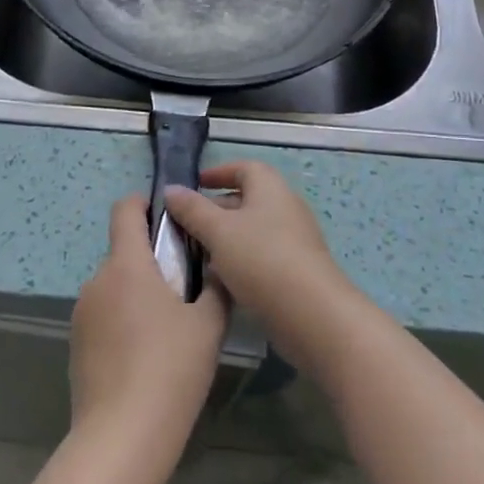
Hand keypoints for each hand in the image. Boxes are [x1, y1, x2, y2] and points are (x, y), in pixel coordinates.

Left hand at [69, 196, 229, 467]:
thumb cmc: (170, 370)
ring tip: (168, 331)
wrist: (122, 437)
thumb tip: (215, 268)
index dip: (144, 204)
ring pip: (114, 287)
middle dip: (151, 261)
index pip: (125, 209)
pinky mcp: (76, 345)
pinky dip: (123, 322)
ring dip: (137, 294)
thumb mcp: (208, 325)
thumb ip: (214, 287)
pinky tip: (145, 358)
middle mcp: (98, 280)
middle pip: (124, 252)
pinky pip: (104, 317)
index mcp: (127, 264)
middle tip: (184, 290)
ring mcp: (82, 313)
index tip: (168, 218)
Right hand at [163, 161, 359, 367]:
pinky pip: (262, 256)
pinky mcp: (297, 271)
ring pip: (253, 231)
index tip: (195, 184)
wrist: (312, 315)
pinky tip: (221, 280)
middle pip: (248, 199)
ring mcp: (294, 241)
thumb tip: (171, 189)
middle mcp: (285, 208)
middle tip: (187, 223)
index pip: (244, 168)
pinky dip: (240, 261)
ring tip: (197, 253)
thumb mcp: (218, 231)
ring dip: (226, 238)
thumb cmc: (262, 259)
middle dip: (216, 208)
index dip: (219, 172)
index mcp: (270, 188)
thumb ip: (192, 209)